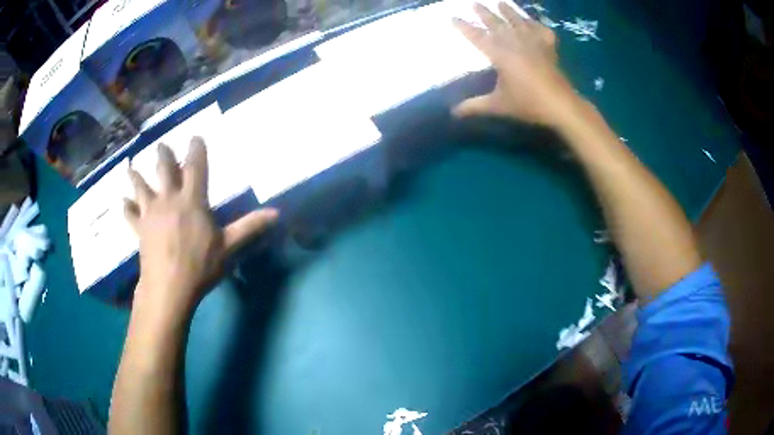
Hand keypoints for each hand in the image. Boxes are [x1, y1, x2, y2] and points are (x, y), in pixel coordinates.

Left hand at [124, 138, 277, 318]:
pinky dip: (126, 209)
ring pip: (141, 188)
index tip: (195, 137)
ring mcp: (151, 213)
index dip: (196, 149)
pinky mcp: (140, 229)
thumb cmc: (200, 265)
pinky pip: (130, 215)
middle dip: (163, 155)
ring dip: (136, 177)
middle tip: (161, 145)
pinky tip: (123, 204)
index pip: (195, 166)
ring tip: (131, 168)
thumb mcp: (228, 247)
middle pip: (164, 170)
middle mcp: (169, 199)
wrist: (169, 287)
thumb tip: (277, 213)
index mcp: (192, 200)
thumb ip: (249, 227)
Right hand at [452, 2, 579, 125]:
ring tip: (501, 3)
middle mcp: (516, 44)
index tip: (453, 17)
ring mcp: (534, 43)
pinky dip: (537, 25)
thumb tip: (454, 112)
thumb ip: (475, 106)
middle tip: (476, 3)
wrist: (560, 106)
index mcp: (500, 55)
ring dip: (509, 12)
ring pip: (519, 23)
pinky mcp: (549, 48)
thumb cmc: (528, 104)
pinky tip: (534, 22)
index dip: (465, 28)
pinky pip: (542, 31)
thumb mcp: (498, 105)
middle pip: (497, 25)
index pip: (478, 37)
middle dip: (485, 14)